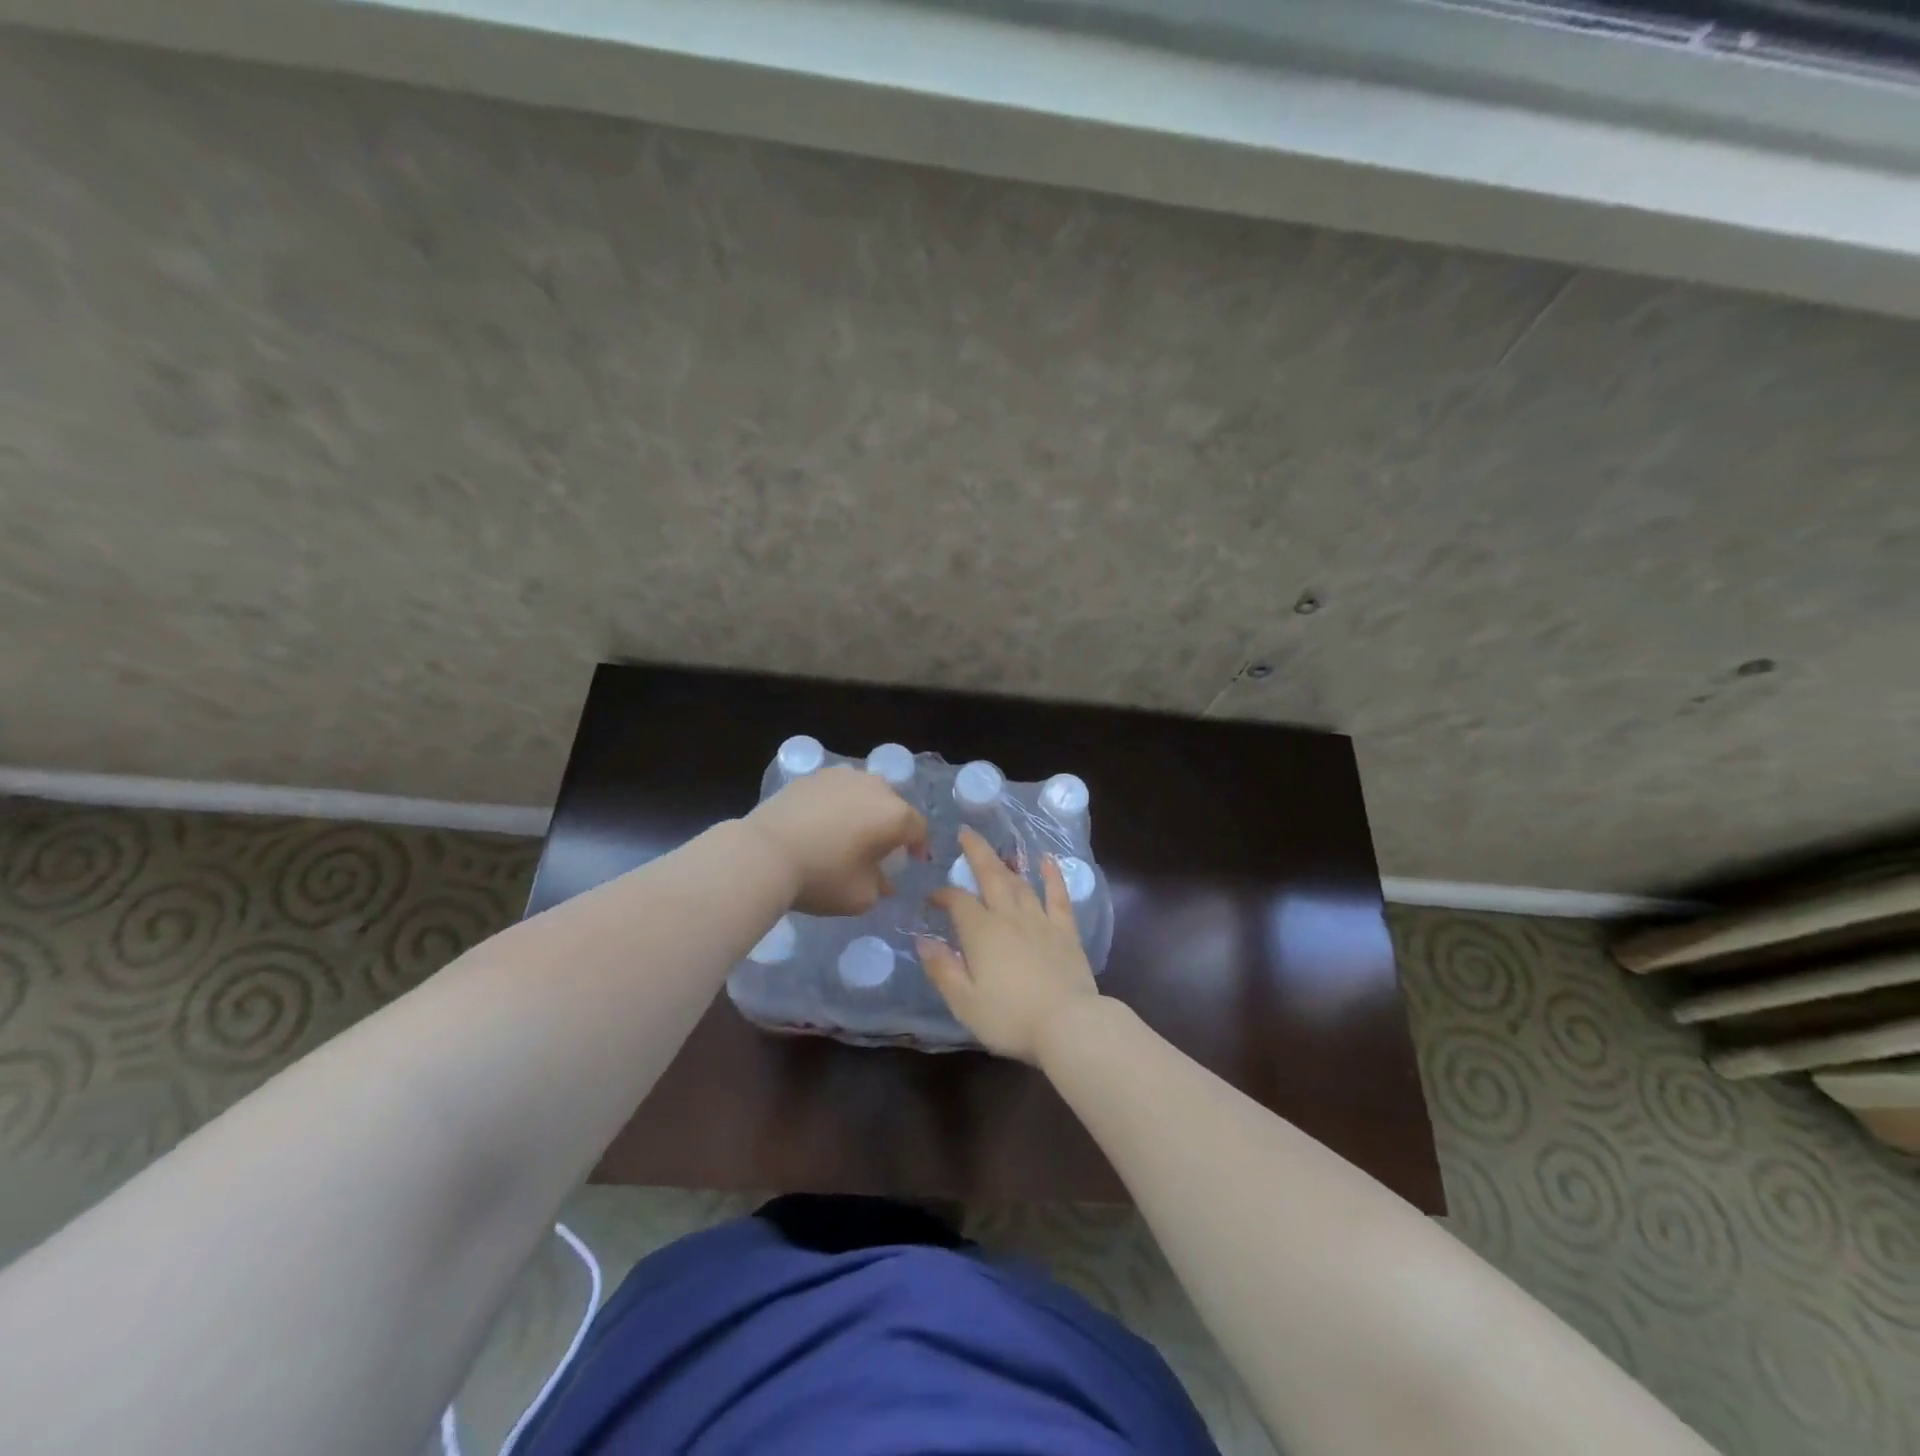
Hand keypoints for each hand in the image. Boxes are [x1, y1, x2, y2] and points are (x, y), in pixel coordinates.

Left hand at [744, 765, 928, 916]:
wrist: (764, 853)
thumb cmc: (822, 877)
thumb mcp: (861, 897)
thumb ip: (881, 887)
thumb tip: (883, 880)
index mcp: (894, 815)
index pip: (918, 829)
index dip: (919, 847)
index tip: (911, 863)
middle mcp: (874, 787)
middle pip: (893, 805)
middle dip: (892, 826)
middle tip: (880, 849)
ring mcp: (842, 776)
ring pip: (865, 792)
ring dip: (865, 810)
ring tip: (851, 831)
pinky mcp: (812, 776)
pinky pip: (837, 790)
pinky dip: (838, 804)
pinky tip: (823, 823)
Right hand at [917, 826, 1101, 1063]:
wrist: (1069, 1024)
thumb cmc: (1011, 1018)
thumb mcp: (965, 1003)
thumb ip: (943, 970)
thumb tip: (923, 941)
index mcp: (981, 933)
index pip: (958, 902)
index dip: (943, 895)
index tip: (933, 898)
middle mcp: (1010, 917)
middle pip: (991, 876)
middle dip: (976, 853)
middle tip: (966, 832)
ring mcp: (1041, 920)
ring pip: (1020, 883)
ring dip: (1007, 863)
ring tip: (998, 850)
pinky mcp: (1066, 931)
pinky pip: (1058, 896)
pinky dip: (1052, 875)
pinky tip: (1048, 860)